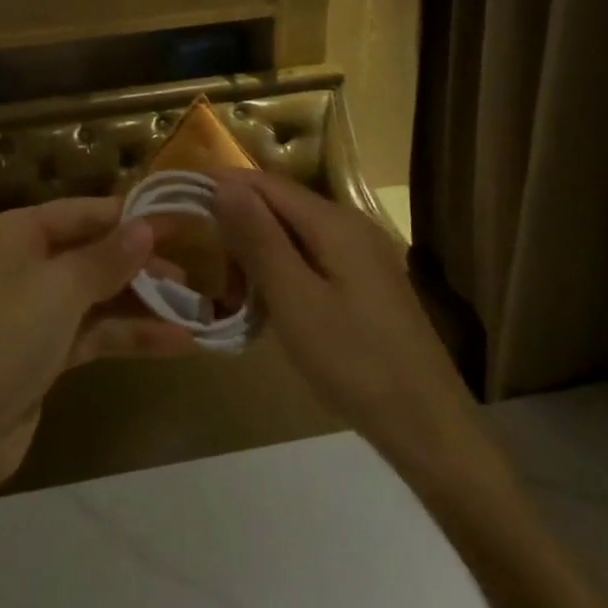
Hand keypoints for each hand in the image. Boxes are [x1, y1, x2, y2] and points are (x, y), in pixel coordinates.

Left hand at [0, 197, 195, 484]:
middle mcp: (23, 264)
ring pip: (98, 297)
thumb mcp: (61, 287)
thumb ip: (108, 257)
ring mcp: (32, 312)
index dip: (133, 217)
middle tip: (194, 275)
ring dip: (144, 305)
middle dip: (142, 265)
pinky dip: (130, 336)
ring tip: (196, 311)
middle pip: (93, 254)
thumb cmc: (5, 334)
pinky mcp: (42, 354)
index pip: (85, 212)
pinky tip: (177, 343)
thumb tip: (146, 225)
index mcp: (17, 232)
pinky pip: (94, 333)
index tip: (182, 223)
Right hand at [213, 171, 503, 495]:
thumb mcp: (294, 299)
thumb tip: (224, 182)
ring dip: (258, 251)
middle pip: (281, 205)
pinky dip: (282, 270)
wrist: (427, 424)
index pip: (266, 183)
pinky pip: (312, 258)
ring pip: (294, 234)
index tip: (181, 205)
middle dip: (239, 223)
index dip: (222, 187)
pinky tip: (269, 303)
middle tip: (205, 262)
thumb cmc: (353, 360)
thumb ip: (258, 237)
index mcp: (334, 221)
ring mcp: (362, 254)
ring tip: (231, 289)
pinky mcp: (366, 282)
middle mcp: (351, 224)